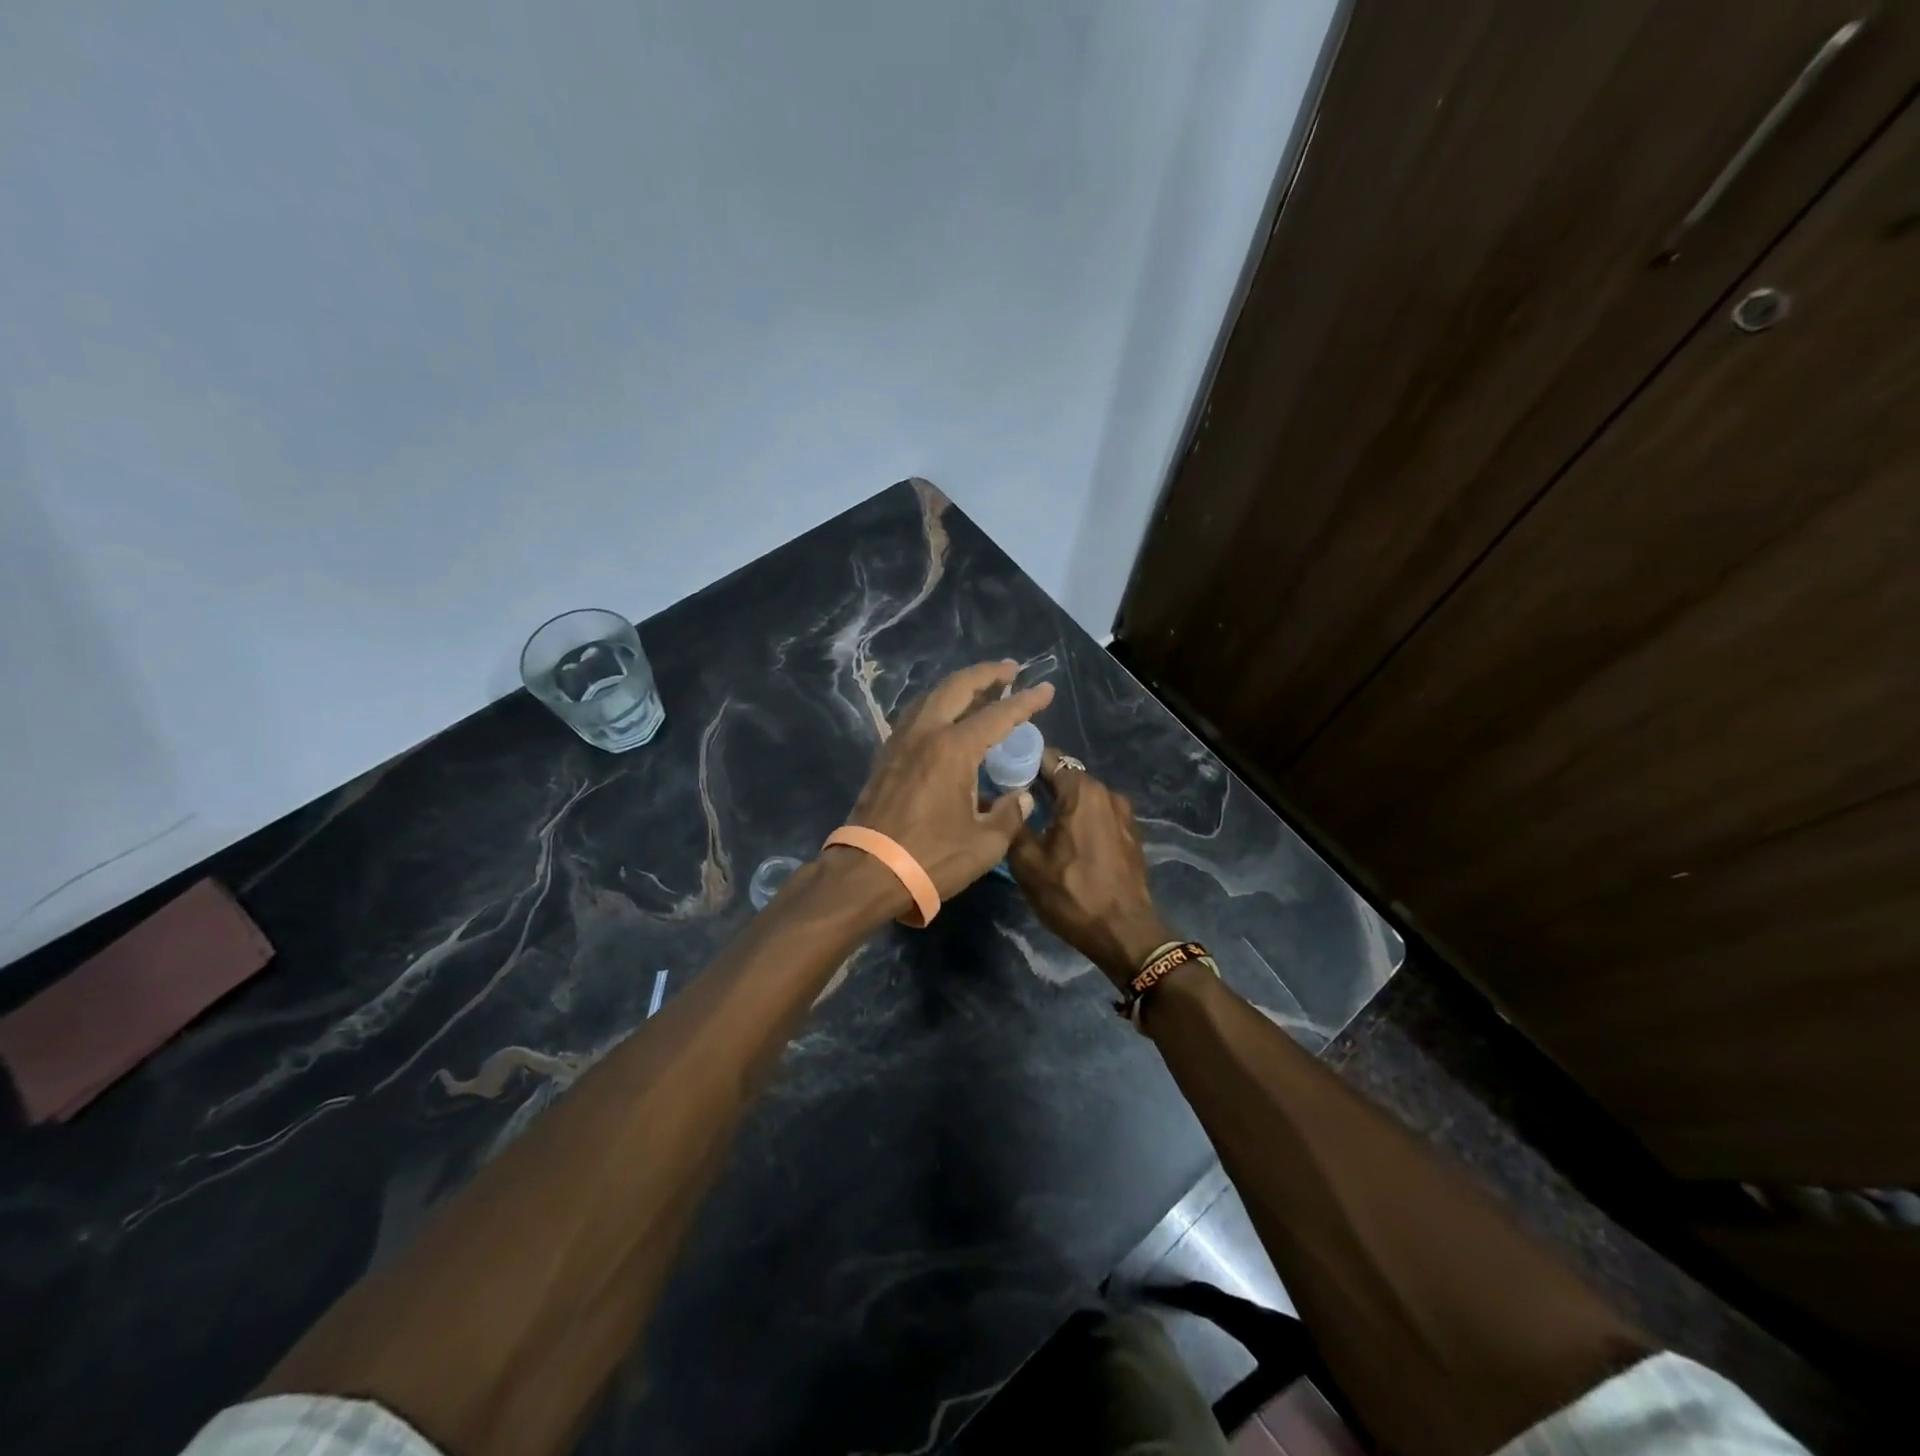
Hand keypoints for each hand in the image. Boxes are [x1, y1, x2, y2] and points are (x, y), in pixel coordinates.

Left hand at [840, 661, 1054, 900]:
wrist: (867, 872)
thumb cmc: (930, 858)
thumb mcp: (984, 844)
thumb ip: (1009, 815)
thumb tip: (1020, 798)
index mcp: (953, 749)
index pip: (998, 715)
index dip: (1026, 701)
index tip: (1046, 689)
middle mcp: (925, 734)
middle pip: (957, 687)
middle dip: (986, 674)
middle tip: (1010, 670)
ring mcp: (900, 742)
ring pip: (931, 697)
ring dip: (959, 686)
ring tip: (980, 687)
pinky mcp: (886, 756)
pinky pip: (916, 716)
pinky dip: (937, 705)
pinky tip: (945, 716)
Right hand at [1007, 751, 1174, 989]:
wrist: (1125, 933)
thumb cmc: (1072, 894)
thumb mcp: (1028, 862)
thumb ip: (1012, 823)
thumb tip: (996, 799)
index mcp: (1082, 792)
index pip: (1047, 758)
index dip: (1021, 761)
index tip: (999, 771)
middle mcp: (1107, 793)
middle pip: (1066, 776)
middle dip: (1039, 783)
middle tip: (1010, 798)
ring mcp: (1123, 814)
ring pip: (1083, 797)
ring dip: (1060, 803)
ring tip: (1034, 819)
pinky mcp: (1130, 834)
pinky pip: (1097, 814)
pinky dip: (1079, 818)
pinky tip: (1062, 837)